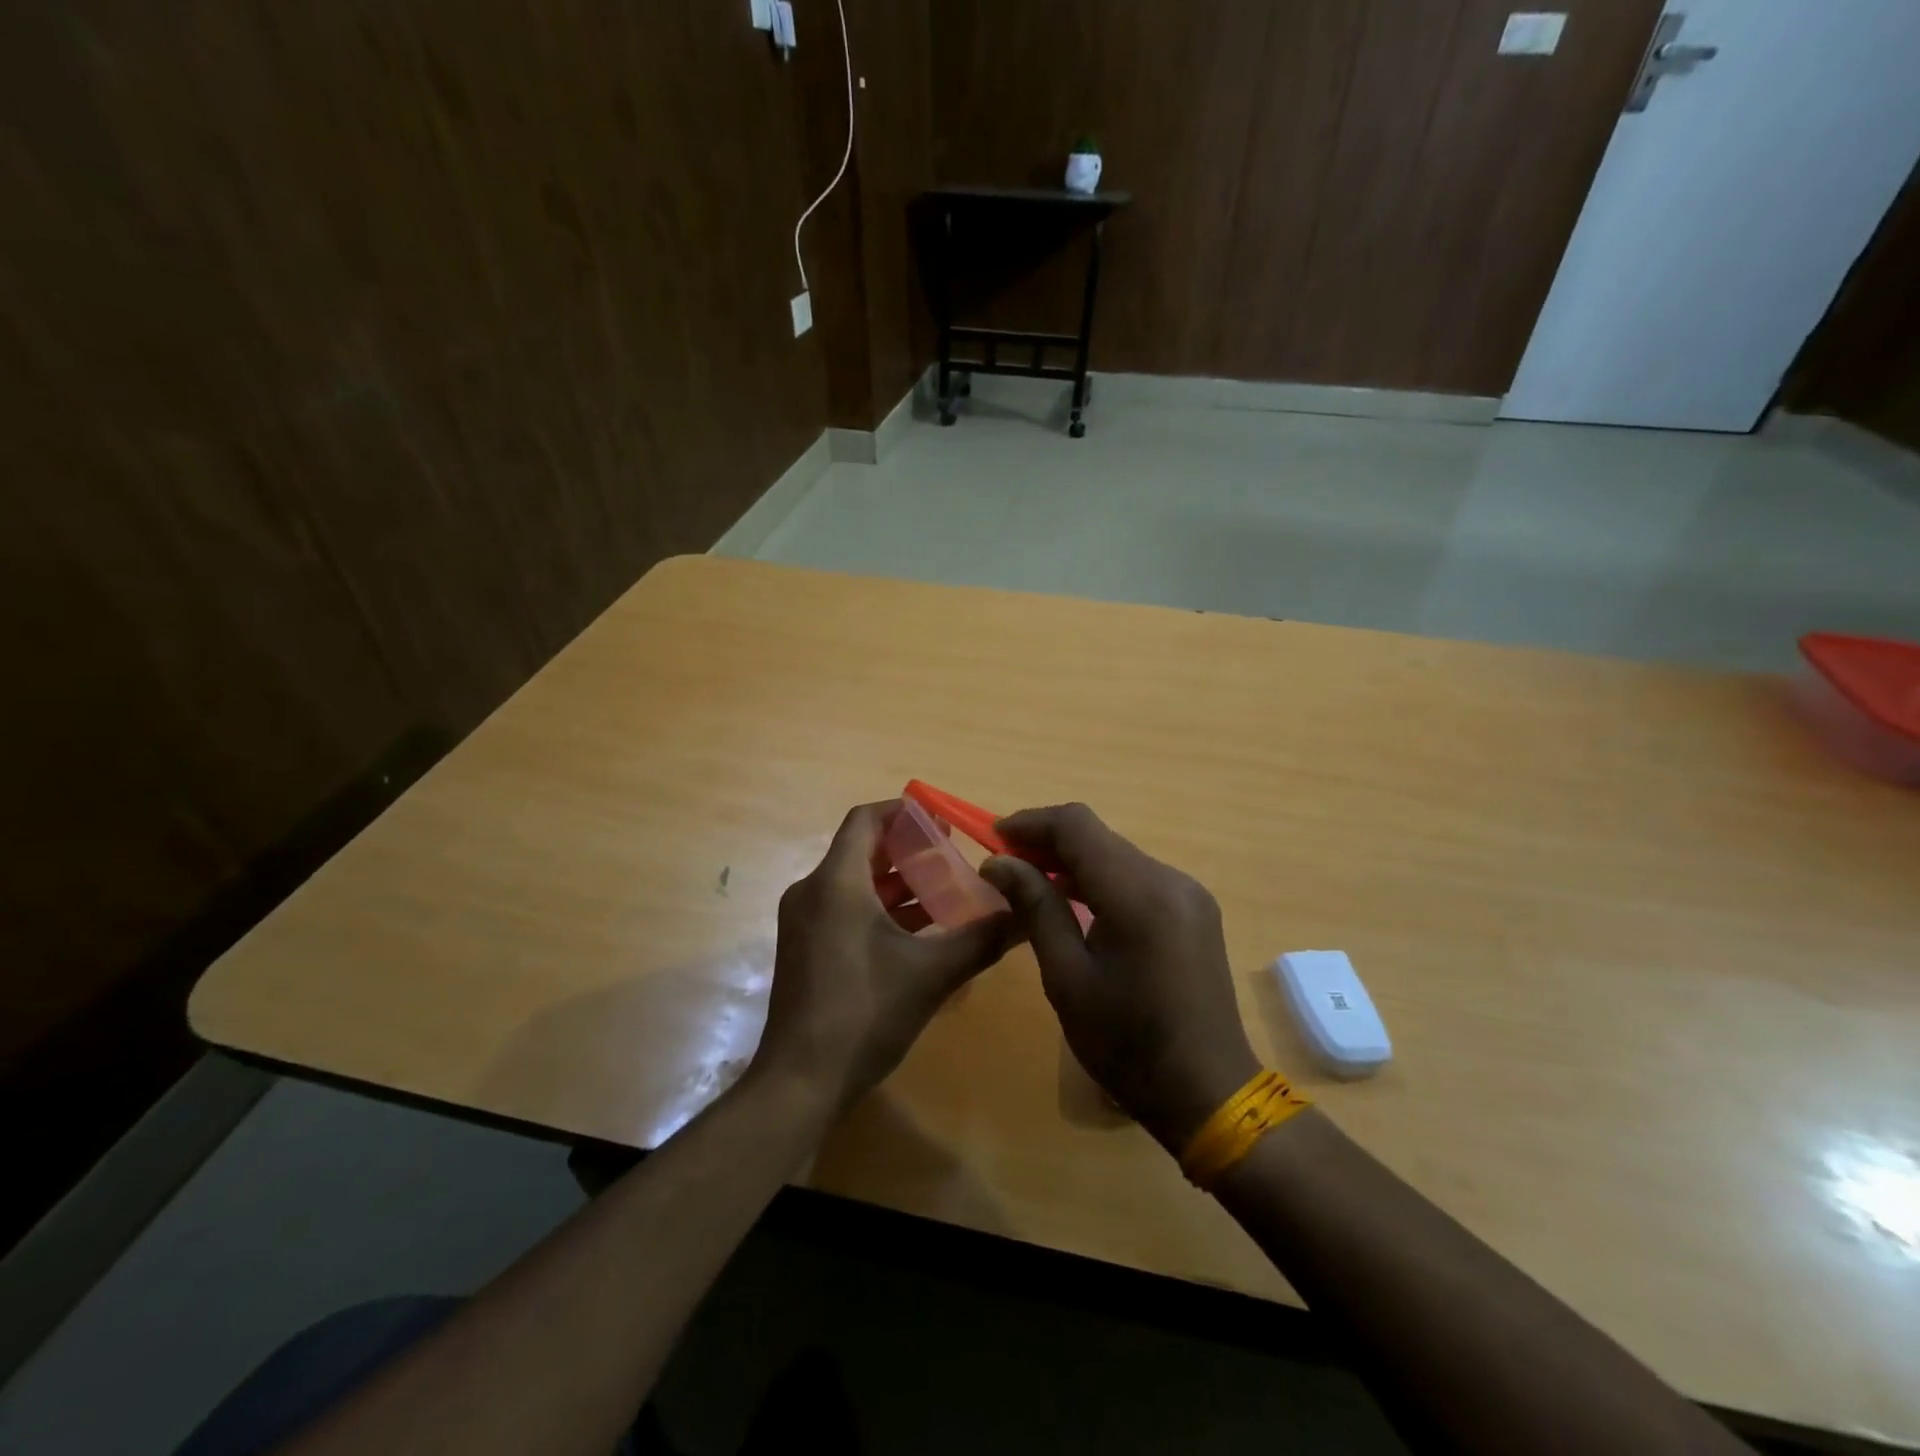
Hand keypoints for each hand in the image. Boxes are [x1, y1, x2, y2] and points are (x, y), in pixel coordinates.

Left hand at [753, 800, 1017, 1113]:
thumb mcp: (932, 974)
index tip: (941, 820)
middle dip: (908, 850)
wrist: (800, 1082)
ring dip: (897, 883)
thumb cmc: (864, 1013)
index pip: (865, 820)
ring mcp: (804, 922)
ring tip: (946, 891)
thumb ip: (981, 938)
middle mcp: (812, 892)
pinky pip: (845, 909)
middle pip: (862, 850)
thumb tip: (1025, 914)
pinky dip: (880, 909)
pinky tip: (919, 931)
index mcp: (837, 883)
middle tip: (953, 856)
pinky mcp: (805, 949)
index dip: (903, 812)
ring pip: (854, 883)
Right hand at [981, 804, 1259, 1150]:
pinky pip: (1137, 877)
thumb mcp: (1067, 978)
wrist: (1209, 1093)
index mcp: (1139, 894)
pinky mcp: (1194, 909)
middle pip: (1099, 836)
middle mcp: (1170, 879)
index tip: (993, 839)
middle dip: (1048, 841)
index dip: (1031, 823)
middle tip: (1005, 865)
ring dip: (1073, 860)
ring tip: (1031, 883)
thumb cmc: (1127, 1044)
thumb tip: (998, 862)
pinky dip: (1101, 879)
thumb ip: (1035, 908)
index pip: (1077, 826)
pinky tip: (1076, 903)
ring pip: (1117, 854)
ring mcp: (1188, 893)